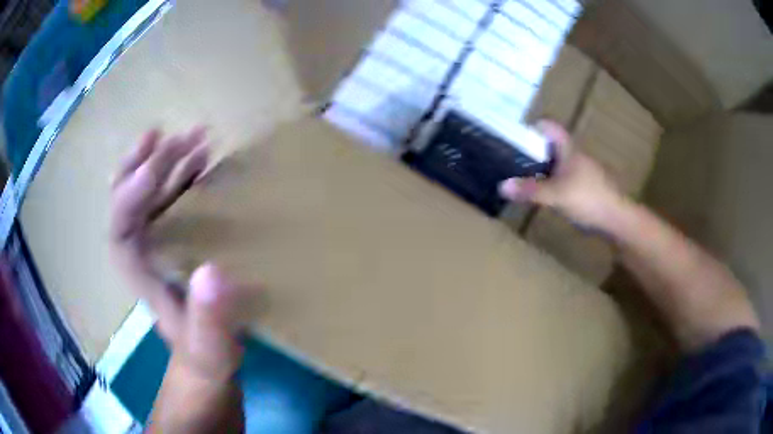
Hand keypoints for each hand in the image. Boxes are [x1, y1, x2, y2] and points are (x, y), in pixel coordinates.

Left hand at [109, 127, 251, 383]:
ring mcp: (157, 241)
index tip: (154, 168)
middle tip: (169, 136)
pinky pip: (170, 198)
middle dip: (144, 165)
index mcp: (139, 274)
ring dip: (166, 161)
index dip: (129, 196)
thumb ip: (209, 320)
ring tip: (193, 138)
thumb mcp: (210, 348)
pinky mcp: (175, 238)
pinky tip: (202, 161)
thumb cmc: (205, 357)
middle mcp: (141, 250)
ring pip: (147, 192)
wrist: (207, 360)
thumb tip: (212, 272)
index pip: (119, 229)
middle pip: (127, 199)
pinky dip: (182, 175)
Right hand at [499, 120, 624, 229]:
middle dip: (534, 149)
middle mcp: (577, 157)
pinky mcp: (587, 188)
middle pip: (553, 146)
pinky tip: (545, 194)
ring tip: (525, 176)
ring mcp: (583, 173)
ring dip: (543, 167)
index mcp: (569, 150)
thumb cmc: (588, 198)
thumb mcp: (556, 194)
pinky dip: (553, 182)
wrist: (616, 219)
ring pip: (559, 164)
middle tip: (515, 157)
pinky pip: (565, 179)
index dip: (535, 126)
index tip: (517, 133)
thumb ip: (530, 190)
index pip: (551, 128)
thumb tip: (502, 186)